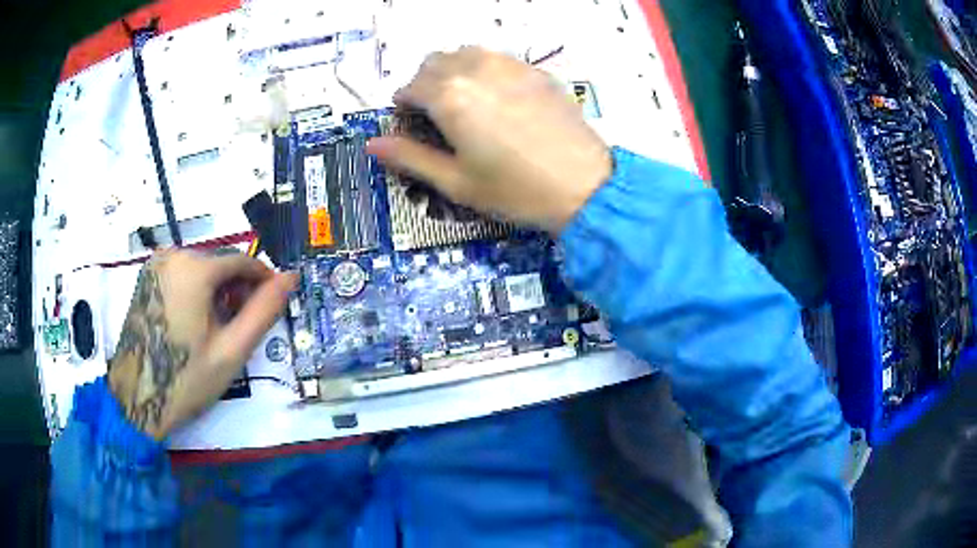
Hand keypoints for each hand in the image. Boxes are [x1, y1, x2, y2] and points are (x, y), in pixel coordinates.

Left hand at [107, 250, 296, 439]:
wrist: (136, 399)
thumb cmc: (186, 379)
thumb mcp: (231, 350)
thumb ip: (263, 311)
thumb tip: (291, 278)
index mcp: (193, 268)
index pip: (242, 261)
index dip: (263, 281)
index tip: (272, 306)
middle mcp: (172, 255)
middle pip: (219, 264)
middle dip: (237, 289)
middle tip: (242, 328)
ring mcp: (155, 265)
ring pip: (201, 269)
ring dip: (217, 292)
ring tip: (219, 330)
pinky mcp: (146, 277)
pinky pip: (181, 275)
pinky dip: (196, 292)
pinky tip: (196, 323)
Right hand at [367, 47, 612, 233]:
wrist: (584, 186)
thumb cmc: (515, 190)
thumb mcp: (455, 181)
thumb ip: (409, 158)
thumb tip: (372, 146)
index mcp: (449, 96)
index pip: (409, 88)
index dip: (403, 107)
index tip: (409, 124)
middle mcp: (475, 69)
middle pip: (434, 63)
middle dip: (424, 84)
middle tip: (433, 115)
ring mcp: (509, 65)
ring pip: (465, 53)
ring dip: (452, 71)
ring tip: (462, 102)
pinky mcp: (535, 70)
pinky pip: (497, 58)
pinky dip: (483, 69)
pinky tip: (495, 96)